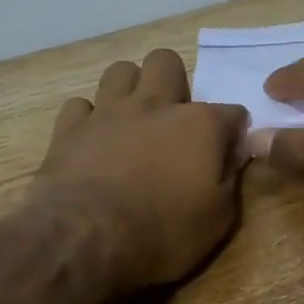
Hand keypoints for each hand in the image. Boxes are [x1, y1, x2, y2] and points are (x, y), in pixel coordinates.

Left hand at [33, 48, 249, 289]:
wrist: (86, 240)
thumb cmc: (162, 233)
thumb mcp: (217, 219)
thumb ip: (230, 178)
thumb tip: (233, 155)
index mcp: (200, 124)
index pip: (232, 112)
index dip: (234, 132)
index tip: (228, 154)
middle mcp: (155, 104)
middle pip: (167, 63)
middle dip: (175, 82)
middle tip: (174, 121)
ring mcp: (108, 112)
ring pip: (120, 70)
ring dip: (130, 89)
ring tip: (133, 121)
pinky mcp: (70, 128)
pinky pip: (80, 105)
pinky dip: (89, 118)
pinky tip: (94, 139)